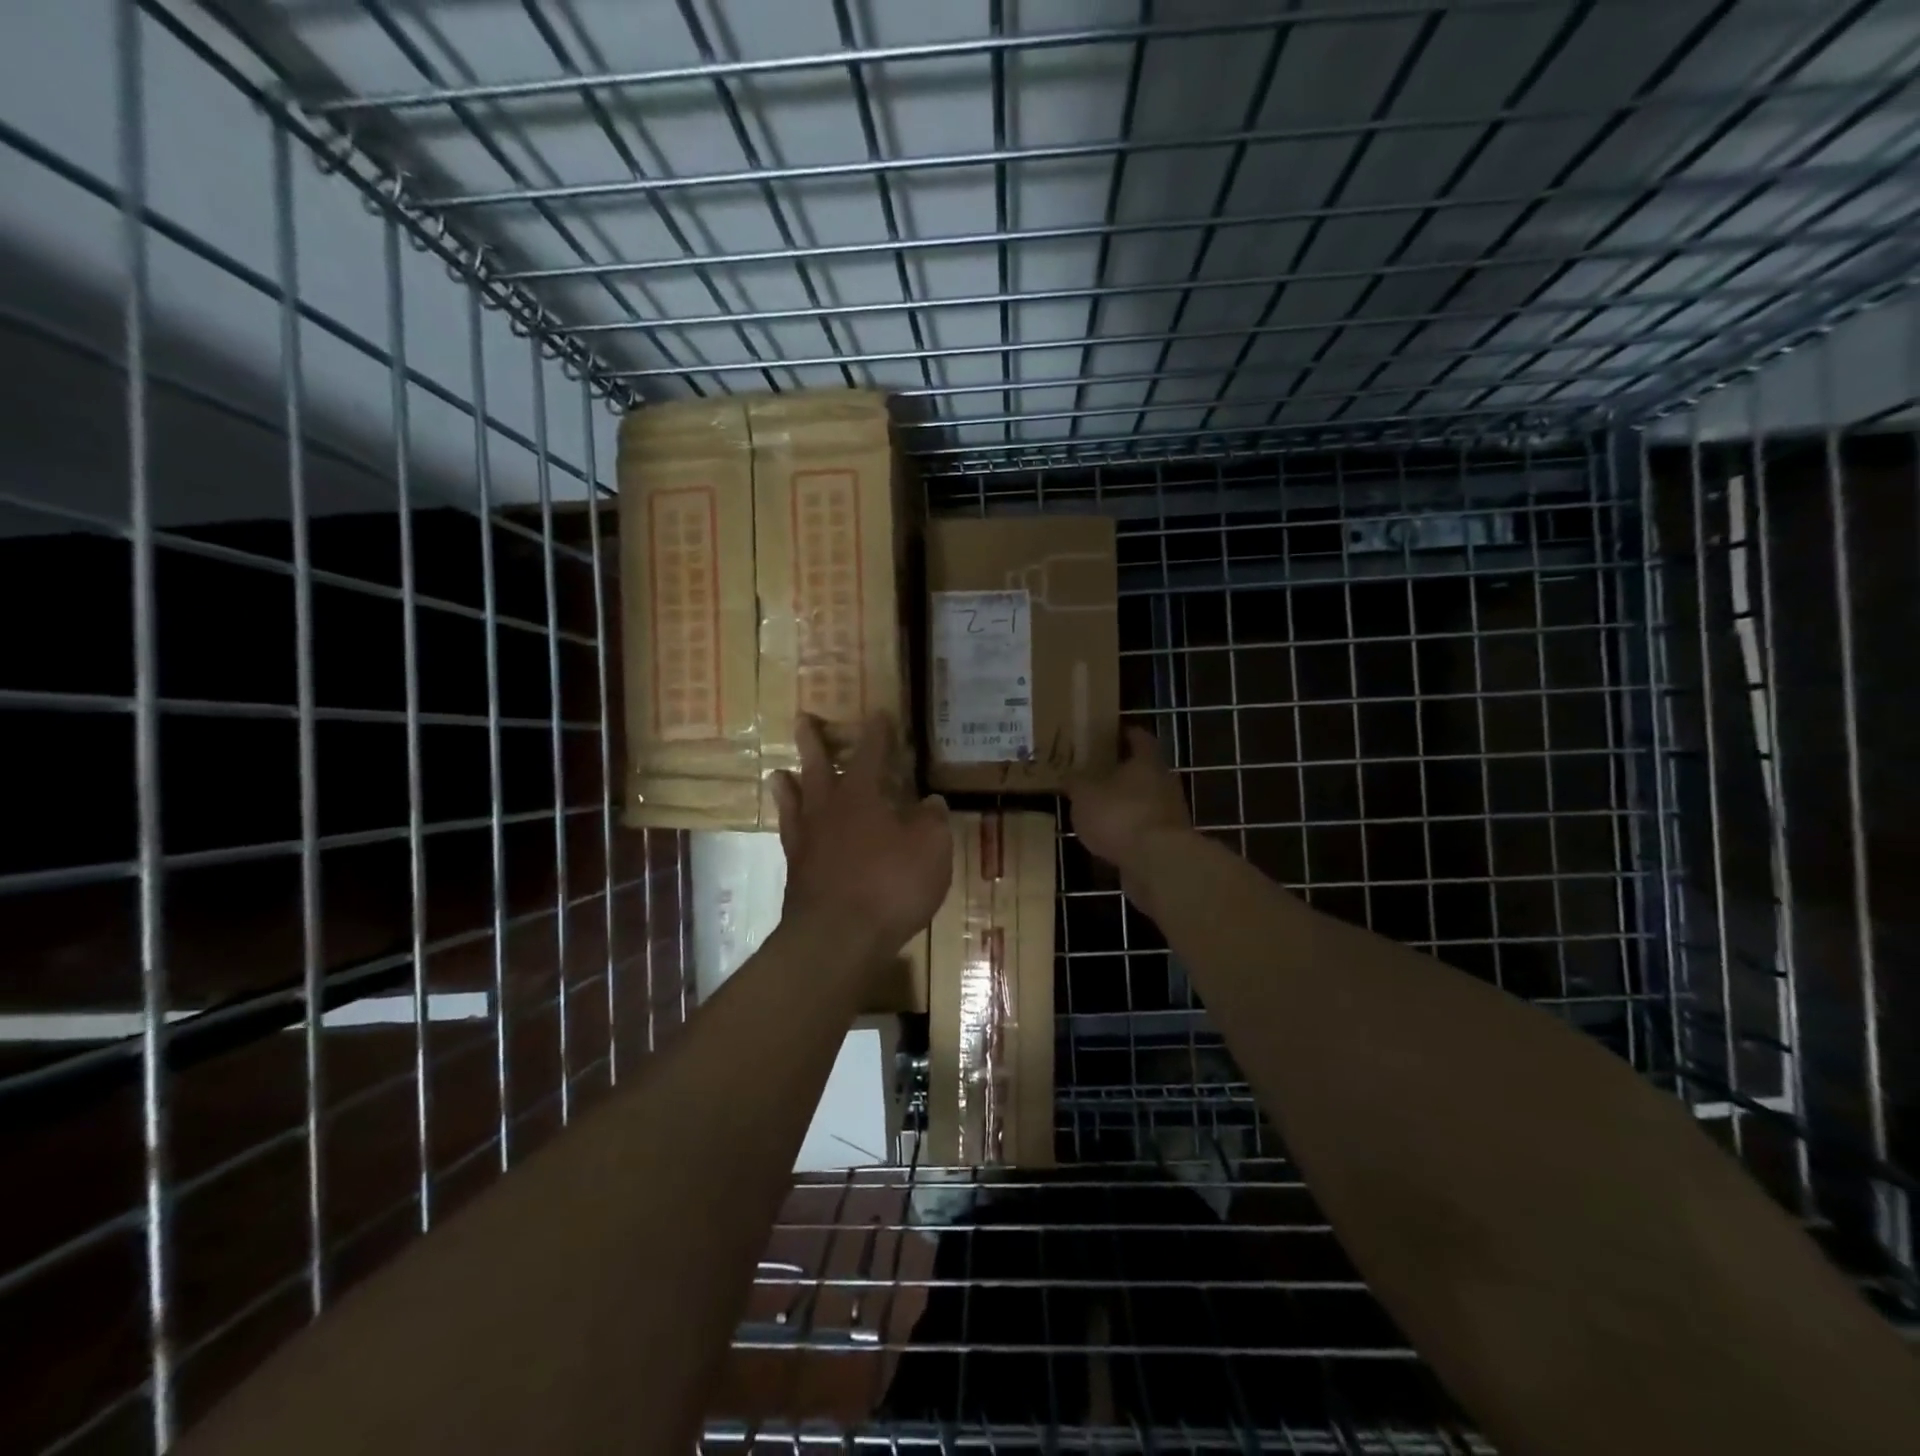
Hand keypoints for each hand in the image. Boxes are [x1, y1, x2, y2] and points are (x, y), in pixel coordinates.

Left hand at [771, 713, 952, 961]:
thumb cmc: (890, 885)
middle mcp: (828, 810)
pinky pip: (790, 838)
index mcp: (862, 796)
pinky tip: (792, 830)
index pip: (871, 753)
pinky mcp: (797, 873)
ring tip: (779, 773)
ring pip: (794, 802)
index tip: (878, 714)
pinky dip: (790, 827)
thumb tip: (931, 801)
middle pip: (818, 767)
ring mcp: (807, 841)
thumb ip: (931, 821)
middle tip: (803, 720)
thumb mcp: (930, 850)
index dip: (877, 733)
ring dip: (788, 785)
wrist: (838, 938)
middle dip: (813, 742)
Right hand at [1068, 727, 1190, 912]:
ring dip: (1126, 803)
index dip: (1125, 734)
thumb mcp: (1084, 795)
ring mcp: (1170, 813)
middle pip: (1144, 770)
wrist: (1158, 862)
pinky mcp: (1169, 842)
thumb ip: (1076, 783)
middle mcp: (1164, 782)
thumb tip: (1069, 776)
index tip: (1110, 734)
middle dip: (1123, 772)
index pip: (1139, 738)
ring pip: (1145, 801)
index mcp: (1147, 762)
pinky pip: (1145, 828)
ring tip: (1099, 808)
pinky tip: (1110, 837)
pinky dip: (1130, 830)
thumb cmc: (1120, 815)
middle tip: (1097, 772)